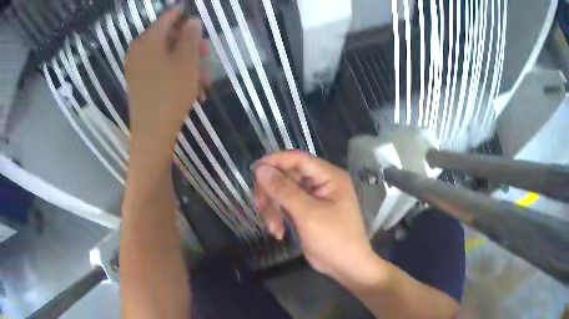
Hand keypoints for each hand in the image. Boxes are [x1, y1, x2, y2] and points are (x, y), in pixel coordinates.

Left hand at [124, 8, 207, 153]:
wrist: (151, 132)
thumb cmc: (170, 93)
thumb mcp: (187, 61)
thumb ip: (191, 36)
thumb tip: (192, 21)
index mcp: (148, 40)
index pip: (167, 17)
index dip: (183, 14)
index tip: (196, 16)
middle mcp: (138, 50)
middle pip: (167, 36)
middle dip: (188, 42)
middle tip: (206, 53)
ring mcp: (136, 66)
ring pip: (165, 53)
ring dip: (185, 59)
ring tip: (203, 75)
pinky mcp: (138, 81)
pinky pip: (158, 67)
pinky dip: (174, 69)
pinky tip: (188, 82)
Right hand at [254, 151, 379, 282]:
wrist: (346, 267)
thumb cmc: (334, 240)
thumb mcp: (308, 215)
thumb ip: (284, 190)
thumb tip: (261, 169)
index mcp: (329, 177)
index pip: (298, 159)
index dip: (275, 161)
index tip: (254, 171)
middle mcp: (322, 182)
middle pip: (287, 175)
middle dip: (271, 192)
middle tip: (262, 209)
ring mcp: (314, 197)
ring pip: (283, 191)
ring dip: (273, 208)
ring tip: (273, 228)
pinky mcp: (307, 211)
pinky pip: (286, 205)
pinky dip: (278, 217)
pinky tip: (278, 232)